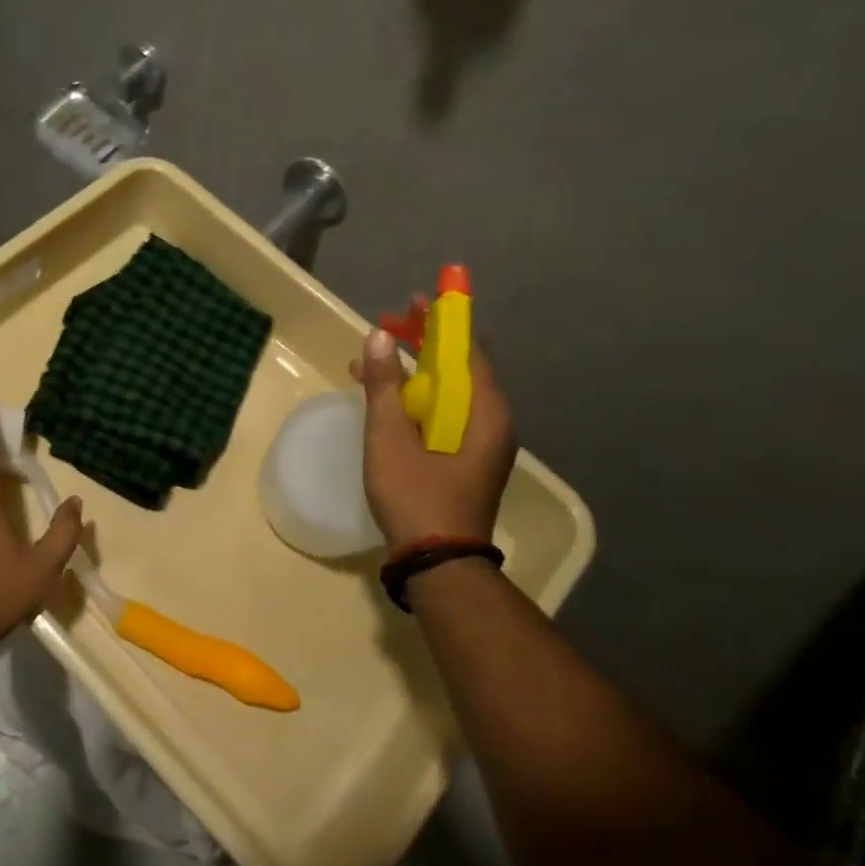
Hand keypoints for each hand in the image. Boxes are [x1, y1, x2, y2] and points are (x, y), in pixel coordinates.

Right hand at [352, 322, 517, 549]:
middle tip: (387, 328)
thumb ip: (385, 385)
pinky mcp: (468, 459)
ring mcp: (482, 443)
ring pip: (449, 392)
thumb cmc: (416, 496)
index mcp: (485, 412)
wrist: (438, 565)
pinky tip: (385, 401)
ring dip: (414, 373)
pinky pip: (445, 414)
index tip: (414, 300)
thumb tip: (381, 336)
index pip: (467, 348)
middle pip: (460, 367)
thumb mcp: (390, 437)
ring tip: (372, 365)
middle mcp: (492, 421)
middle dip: (423, 344)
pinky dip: (417, 399)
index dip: (442, 319)